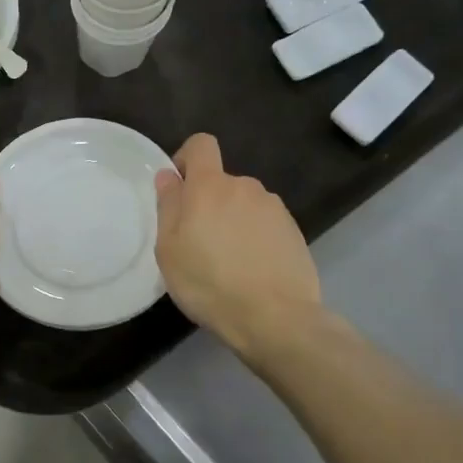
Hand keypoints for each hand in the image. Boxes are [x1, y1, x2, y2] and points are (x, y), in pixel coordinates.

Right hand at [154, 133, 321, 359]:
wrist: (274, 317)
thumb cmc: (209, 283)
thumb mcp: (169, 249)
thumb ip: (168, 206)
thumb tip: (169, 176)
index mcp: (210, 187)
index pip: (201, 145)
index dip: (187, 158)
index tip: (179, 189)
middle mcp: (245, 187)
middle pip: (221, 181)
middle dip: (208, 202)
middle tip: (198, 243)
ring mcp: (274, 208)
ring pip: (243, 204)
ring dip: (233, 221)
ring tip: (228, 262)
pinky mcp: (294, 230)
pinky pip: (264, 224)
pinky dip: (254, 238)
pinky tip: (251, 269)